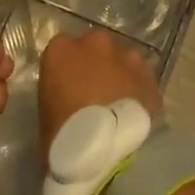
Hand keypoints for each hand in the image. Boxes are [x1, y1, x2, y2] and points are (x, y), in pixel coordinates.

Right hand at [37, 29, 162, 152]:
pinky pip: (141, 77)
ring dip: (119, 73)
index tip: (67, 87)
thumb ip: (59, 95)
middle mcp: (95, 43)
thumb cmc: (62, 138)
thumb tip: (69, 100)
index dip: (66, 68)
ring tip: (117, 103)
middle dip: (95, 64)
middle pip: (94, 46)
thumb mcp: (46, 116)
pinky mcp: (149, 74)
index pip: (61, 49)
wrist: (104, 152)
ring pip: (122, 58)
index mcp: (62, 50)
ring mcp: (126, 55)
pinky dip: (138, 88)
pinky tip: (134, 111)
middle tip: (94, 93)